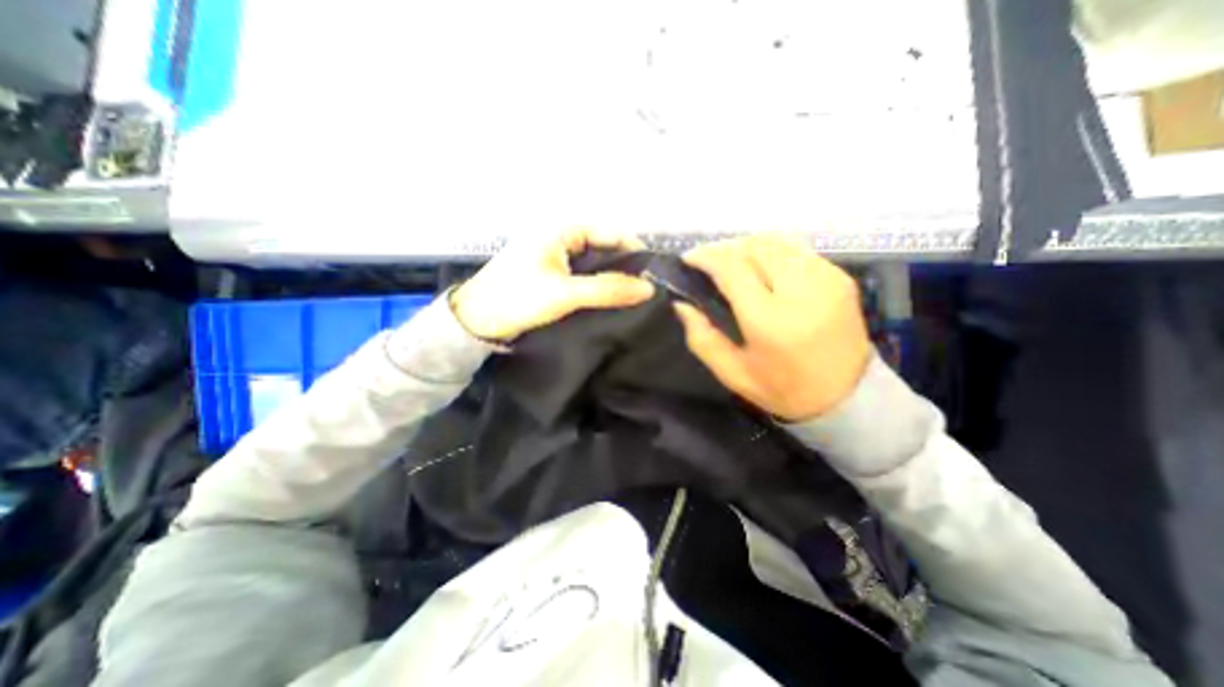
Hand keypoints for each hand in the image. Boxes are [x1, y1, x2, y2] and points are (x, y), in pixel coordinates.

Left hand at [452, 227, 658, 340]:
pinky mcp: (553, 274)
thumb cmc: (517, 299)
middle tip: (648, 291)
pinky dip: (598, 286)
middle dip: (626, 267)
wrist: (475, 322)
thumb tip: (650, 288)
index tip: (656, 276)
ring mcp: (557, 255)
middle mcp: (562, 236)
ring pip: (596, 263)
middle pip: (605, 247)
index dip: (635, 252)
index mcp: (562, 228)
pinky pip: (584, 275)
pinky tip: (612, 300)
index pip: (611, 232)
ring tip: (635, 297)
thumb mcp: (565, 293)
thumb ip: (608, 289)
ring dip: (613, 278)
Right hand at [673, 237, 875, 419]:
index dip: (707, 257)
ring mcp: (826, 279)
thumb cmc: (783, 389)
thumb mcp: (732, 373)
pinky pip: (797, 250)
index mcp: (769, 320)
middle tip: (708, 259)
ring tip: (731, 259)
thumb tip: (681, 304)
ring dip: (747, 245)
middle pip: (755, 246)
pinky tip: (761, 266)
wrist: (849, 396)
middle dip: (725, 247)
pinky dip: (772, 252)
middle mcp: (800, 291)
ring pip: (778, 242)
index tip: (689, 258)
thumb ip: (702, 337)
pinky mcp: (840, 277)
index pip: (733, 269)